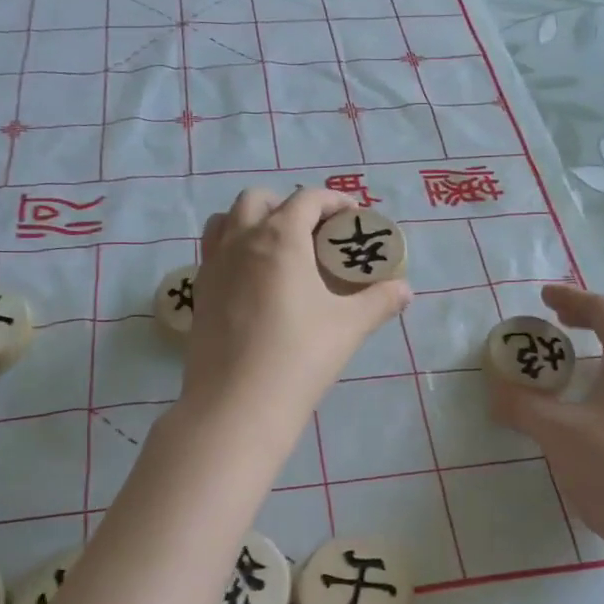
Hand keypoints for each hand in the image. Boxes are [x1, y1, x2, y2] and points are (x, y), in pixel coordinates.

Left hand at [182, 187, 411, 425]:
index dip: (333, 200)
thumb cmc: (299, 356)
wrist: (237, 404)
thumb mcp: (349, 326)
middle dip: (286, 204)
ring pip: (226, 221)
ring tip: (276, 248)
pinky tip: (253, 282)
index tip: (351, 215)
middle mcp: (241, 241)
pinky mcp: (198, 293)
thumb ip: (380, 301)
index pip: (306, 199)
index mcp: (280, 238)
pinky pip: (213, 253)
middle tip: (312, 231)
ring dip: (251, 221)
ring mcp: (213, 266)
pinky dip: (233, 250)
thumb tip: (405, 290)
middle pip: (257, 199)